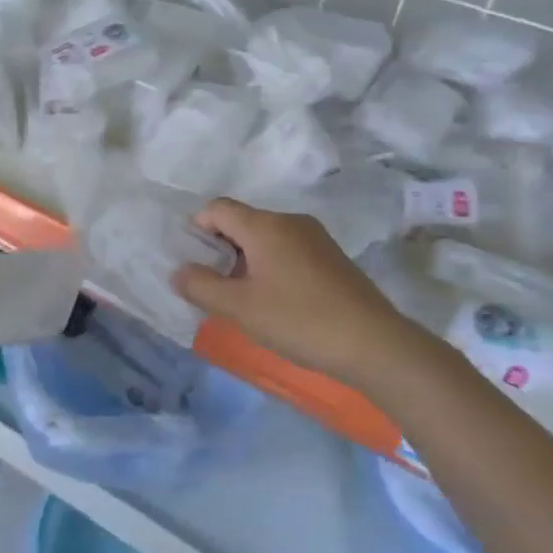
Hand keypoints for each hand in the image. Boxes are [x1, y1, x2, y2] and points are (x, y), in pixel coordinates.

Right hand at [171, 199, 436, 390]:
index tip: (192, 263)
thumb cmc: (299, 319)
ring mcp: (316, 238)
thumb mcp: (240, 308)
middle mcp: (290, 222)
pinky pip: (288, 251)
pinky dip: (272, 267)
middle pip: (242, 222)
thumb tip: (178, 271)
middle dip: (220, 248)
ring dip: (246, 261)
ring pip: (266, 238)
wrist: (374, 343)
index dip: (197, 229)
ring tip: (243, 299)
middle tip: (213, 286)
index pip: (217, 208)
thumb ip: (201, 287)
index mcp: (264, 225)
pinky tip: (276, 302)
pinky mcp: (333, 258)